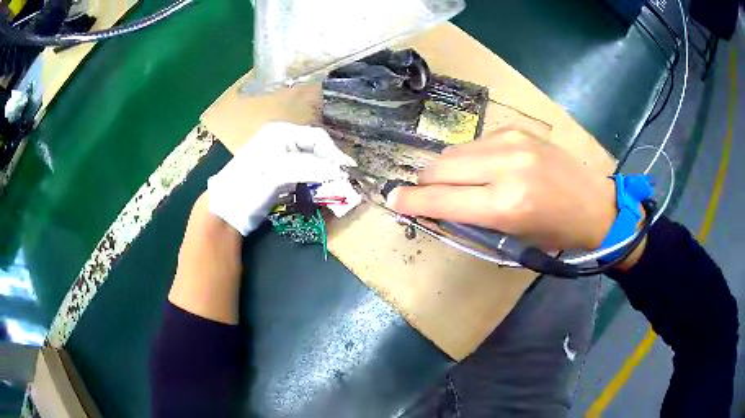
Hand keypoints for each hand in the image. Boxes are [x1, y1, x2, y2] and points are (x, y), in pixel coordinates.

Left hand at [208, 122, 354, 235]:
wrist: (226, 208)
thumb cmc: (248, 186)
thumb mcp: (278, 174)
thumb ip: (308, 168)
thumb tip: (338, 170)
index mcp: (281, 132)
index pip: (317, 138)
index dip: (334, 154)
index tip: (348, 171)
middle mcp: (282, 139)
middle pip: (315, 147)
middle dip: (330, 163)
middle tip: (343, 181)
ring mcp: (280, 154)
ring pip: (311, 159)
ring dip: (323, 172)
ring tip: (335, 185)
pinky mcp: (279, 171)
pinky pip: (303, 170)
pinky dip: (313, 179)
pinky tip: (318, 188)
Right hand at [386, 129, 616, 250]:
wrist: (595, 204)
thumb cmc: (555, 234)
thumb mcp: (512, 239)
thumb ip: (470, 221)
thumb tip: (434, 207)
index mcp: (506, 204)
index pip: (441, 198)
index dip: (411, 200)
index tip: (393, 199)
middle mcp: (505, 166)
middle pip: (440, 167)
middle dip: (425, 183)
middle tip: (426, 195)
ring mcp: (511, 142)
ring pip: (454, 152)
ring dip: (445, 170)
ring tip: (457, 183)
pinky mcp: (516, 130)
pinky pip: (474, 144)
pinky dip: (468, 159)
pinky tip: (482, 169)